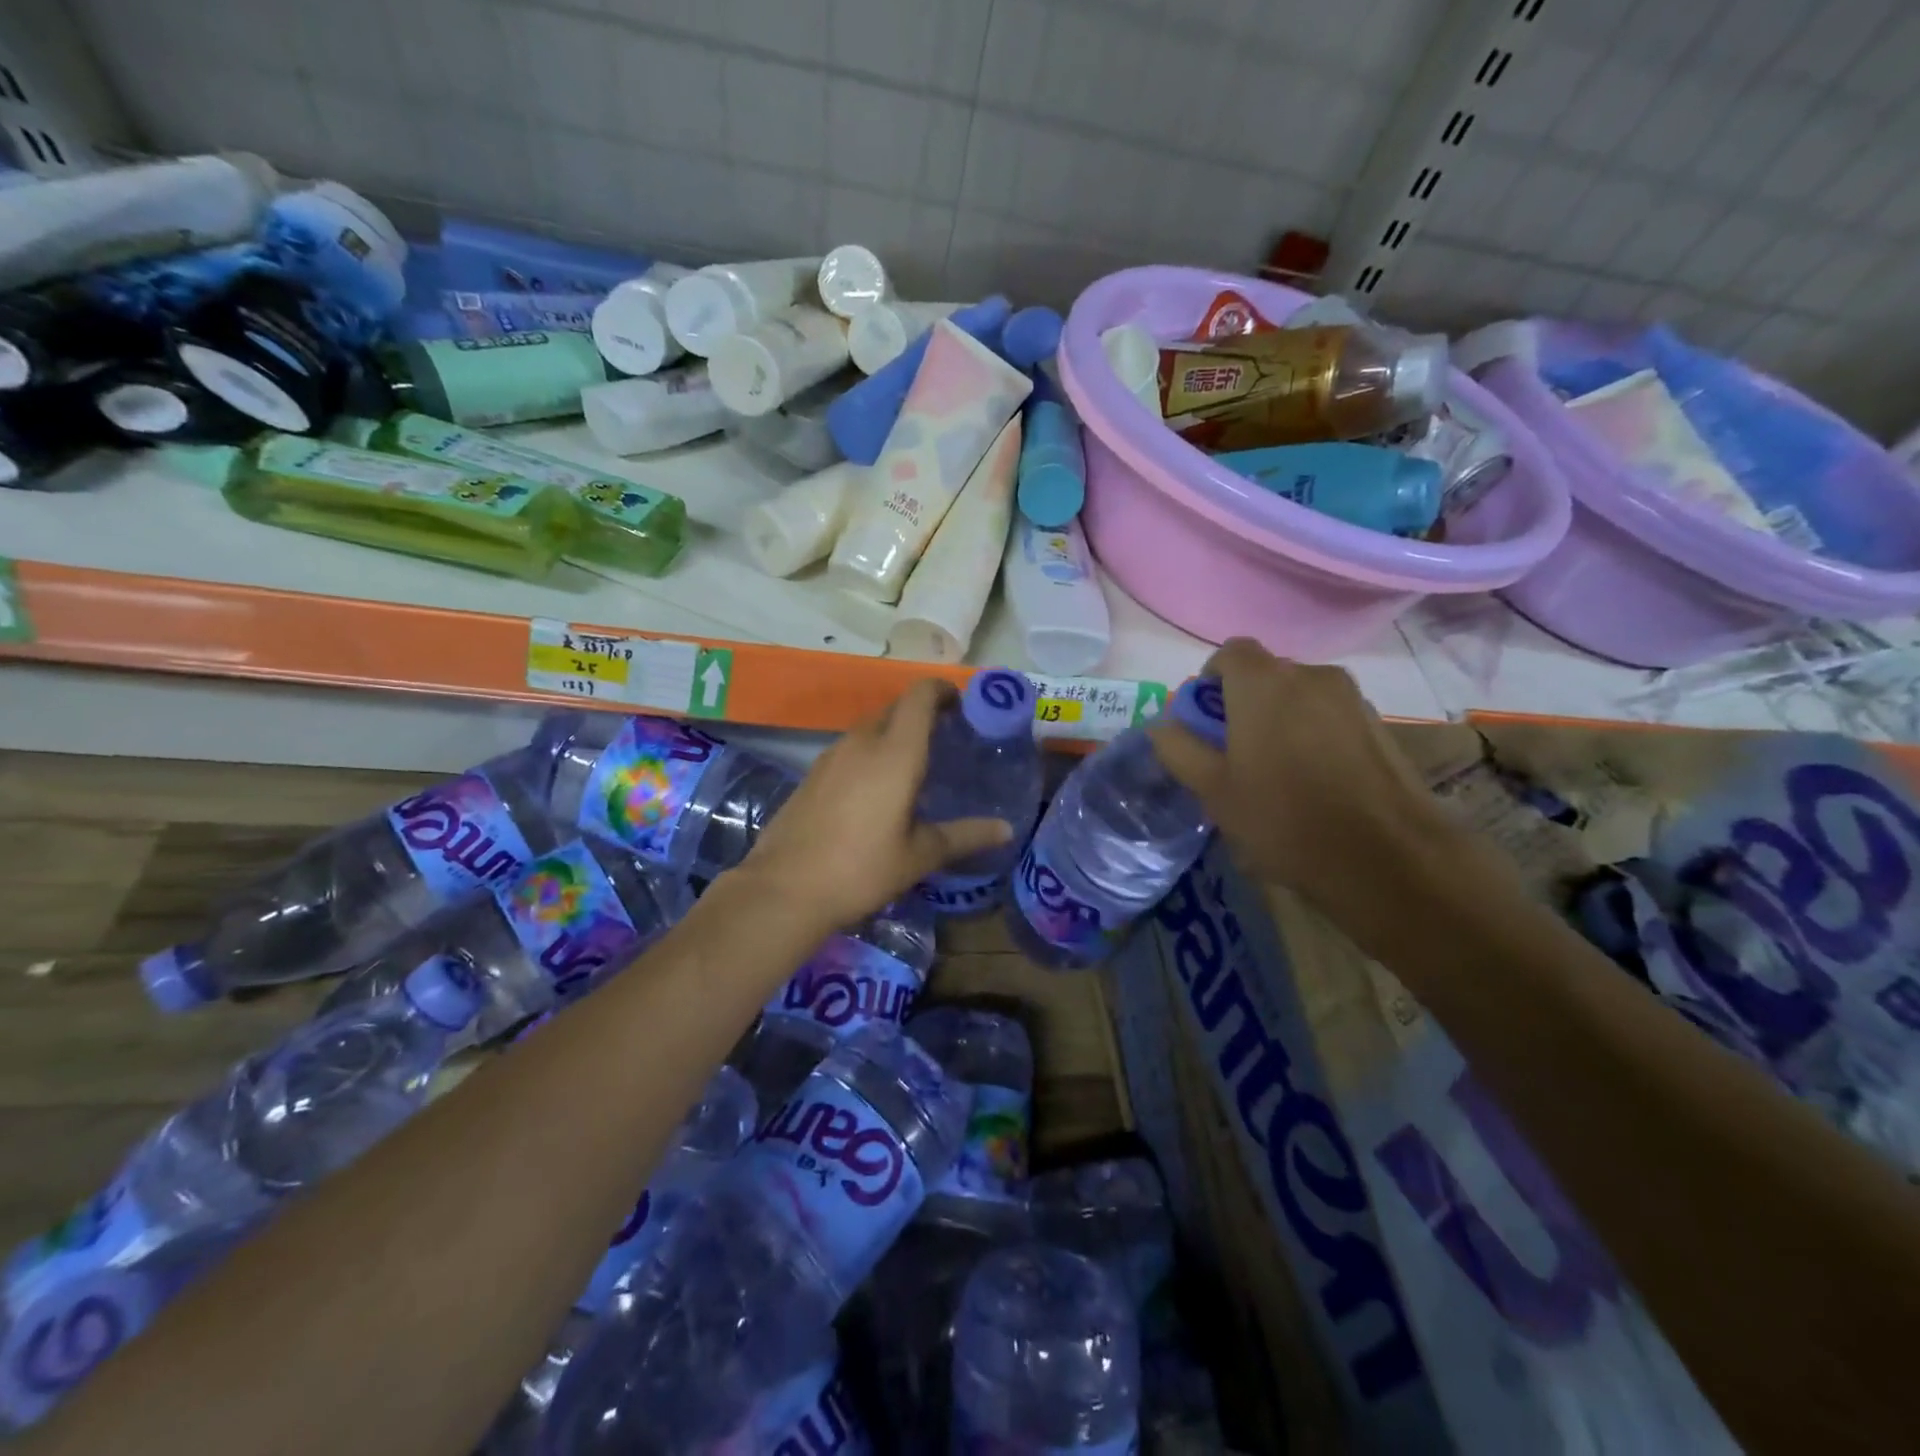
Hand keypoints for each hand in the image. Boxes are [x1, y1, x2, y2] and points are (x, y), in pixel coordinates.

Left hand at [735, 679, 1012, 934]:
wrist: (784, 890)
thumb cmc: (862, 869)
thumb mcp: (920, 855)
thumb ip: (965, 835)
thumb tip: (1005, 829)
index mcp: (895, 753)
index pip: (919, 696)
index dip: (941, 690)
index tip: (960, 705)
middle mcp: (861, 743)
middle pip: (895, 708)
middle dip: (921, 714)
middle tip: (945, 739)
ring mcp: (831, 756)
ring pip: (869, 728)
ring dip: (893, 734)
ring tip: (913, 766)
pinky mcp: (811, 774)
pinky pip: (849, 749)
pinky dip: (870, 754)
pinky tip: (875, 790)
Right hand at [1148, 638, 1452, 914]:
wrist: (1386, 859)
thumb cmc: (1284, 818)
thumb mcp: (1213, 790)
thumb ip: (1179, 749)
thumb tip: (1162, 725)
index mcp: (1264, 683)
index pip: (1229, 653)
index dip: (1210, 681)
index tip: (1205, 722)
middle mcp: (1310, 676)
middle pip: (1265, 674)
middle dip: (1243, 703)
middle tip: (1234, 754)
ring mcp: (1351, 699)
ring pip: (1299, 696)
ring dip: (1280, 720)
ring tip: (1276, 773)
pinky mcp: (1379, 725)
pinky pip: (1329, 716)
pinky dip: (1313, 735)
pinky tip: (1314, 783)